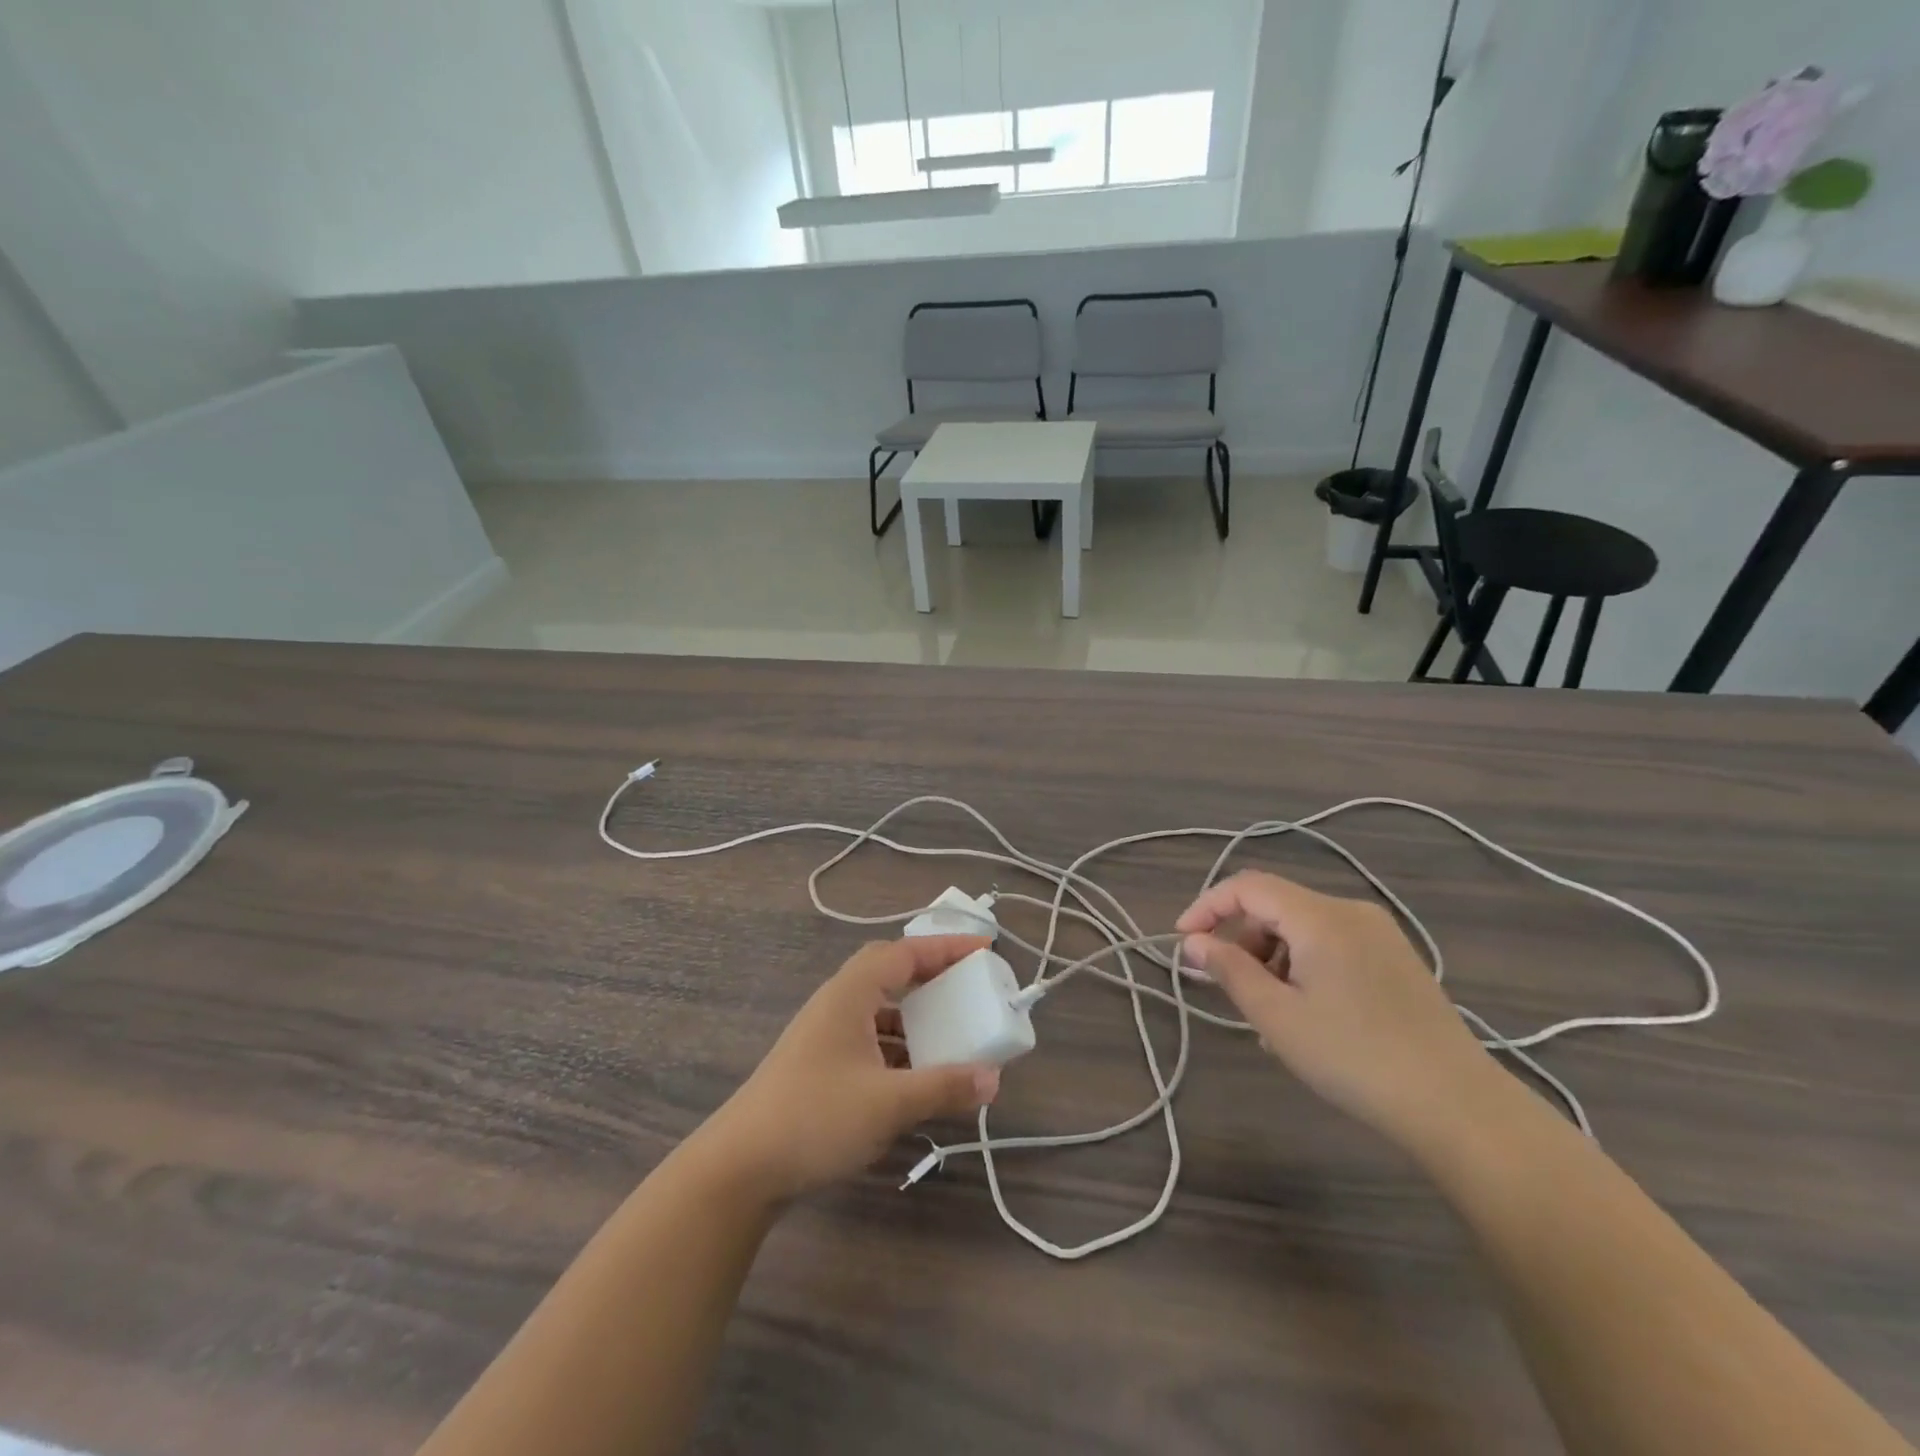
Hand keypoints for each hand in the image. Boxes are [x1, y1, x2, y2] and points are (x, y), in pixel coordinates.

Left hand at [697, 936, 1000, 1201]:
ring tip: (952, 1031)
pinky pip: (870, 1039)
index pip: (906, 953)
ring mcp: (826, 1034)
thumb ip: (943, 1086)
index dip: (947, 947)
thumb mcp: (888, 1103)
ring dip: (916, 1016)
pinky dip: (899, 1047)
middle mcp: (838, 1004)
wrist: (739, 1168)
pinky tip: (917, 1075)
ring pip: (880, 1009)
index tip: (985, 948)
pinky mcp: (820, 1064)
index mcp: (851, 994)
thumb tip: (993, 1077)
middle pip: (891, 972)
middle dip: (932, 975)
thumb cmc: (815, 1118)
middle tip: (968, 984)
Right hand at [1177, 872, 1499, 1144]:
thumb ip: (1229, 970)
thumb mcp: (1277, 1017)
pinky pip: (1331, 945)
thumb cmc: (1354, 1057)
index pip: (1247, 886)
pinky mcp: (1396, 960)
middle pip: (1275, 905)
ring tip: (1265, 1011)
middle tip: (1224, 985)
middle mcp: (1350, 912)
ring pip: (1302, 927)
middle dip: (1240, 939)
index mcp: (1320, 916)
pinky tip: (1304, 1013)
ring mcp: (1379, 934)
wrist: (1458, 1106)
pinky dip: (1302, 966)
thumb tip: (1194, 942)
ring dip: (1270, 957)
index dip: (1207, 907)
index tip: (1183, 941)